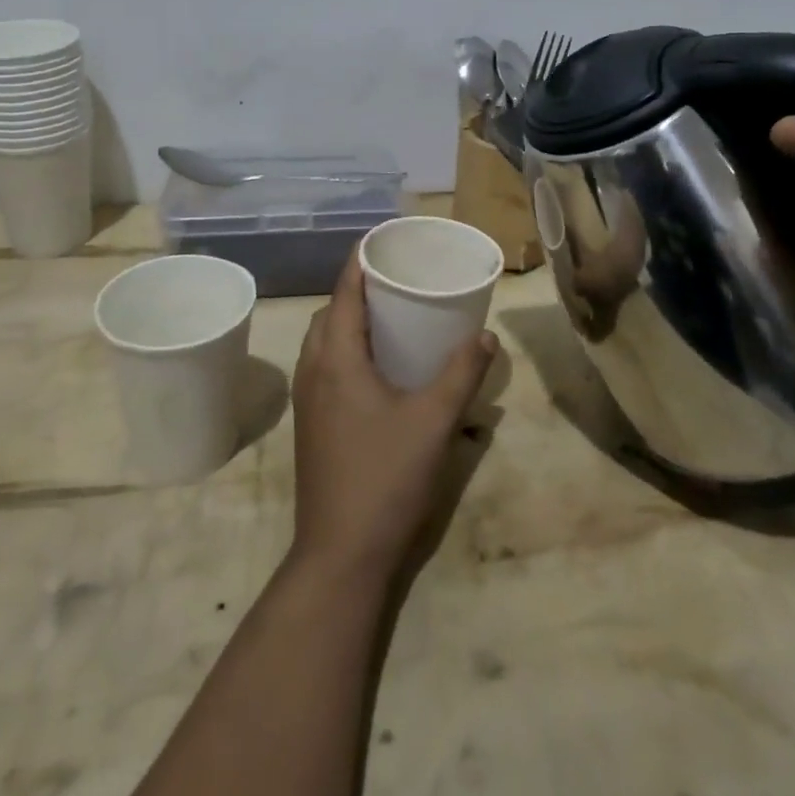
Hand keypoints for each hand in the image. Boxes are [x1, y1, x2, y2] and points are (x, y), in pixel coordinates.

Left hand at [288, 251, 496, 585]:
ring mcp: (308, 401)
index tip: (381, 240)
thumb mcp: (435, 421)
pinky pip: (323, 367)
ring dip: (347, 322)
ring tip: (387, 318)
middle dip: (355, 290)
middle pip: (329, 314)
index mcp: (336, 359)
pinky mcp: (311, 425)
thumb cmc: (386, 478)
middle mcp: (314, 371)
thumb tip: (486, 336)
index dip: (359, 262)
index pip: (343, 293)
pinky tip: (376, 369)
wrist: (341, 555)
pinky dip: (344, 350)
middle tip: (394, 281)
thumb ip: (462, 373)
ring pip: (322, 342)